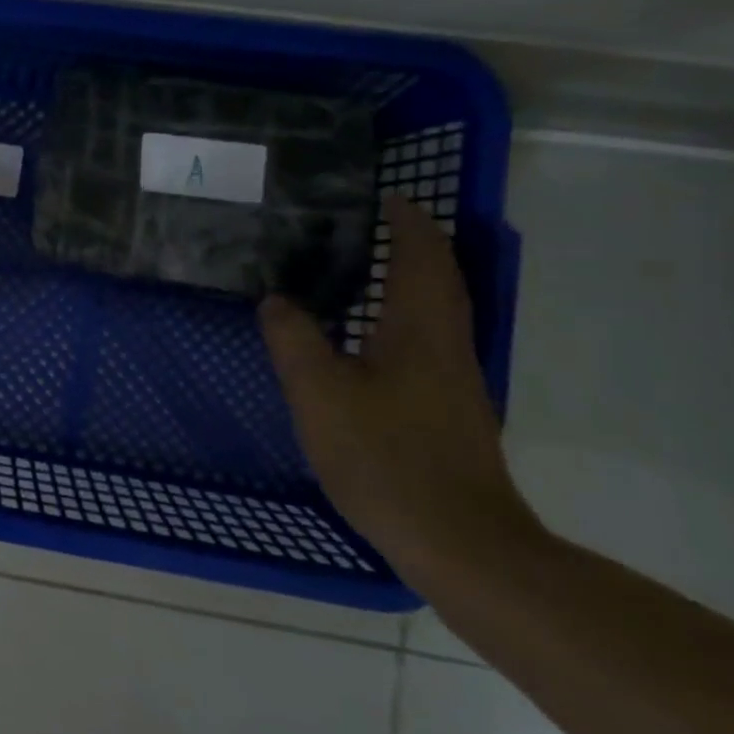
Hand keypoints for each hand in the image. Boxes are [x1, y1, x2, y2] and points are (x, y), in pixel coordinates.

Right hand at [257, 195, 543, 579]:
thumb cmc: (385, 456)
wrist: (456, 539)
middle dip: (412, 243)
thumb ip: (293, 339)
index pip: (422, 256)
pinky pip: (425, 338)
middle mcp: (446, 344)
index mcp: (421, 329)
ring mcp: (452, 378)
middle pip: (438, 278)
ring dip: (408, 277)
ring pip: (434, 309)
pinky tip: (365, 333)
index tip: (383, 194)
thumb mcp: (319, 394)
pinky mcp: (447, 407)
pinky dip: (401, 314)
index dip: (407, 220)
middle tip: (366, 223)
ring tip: (360, 266)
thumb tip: (276, 299)